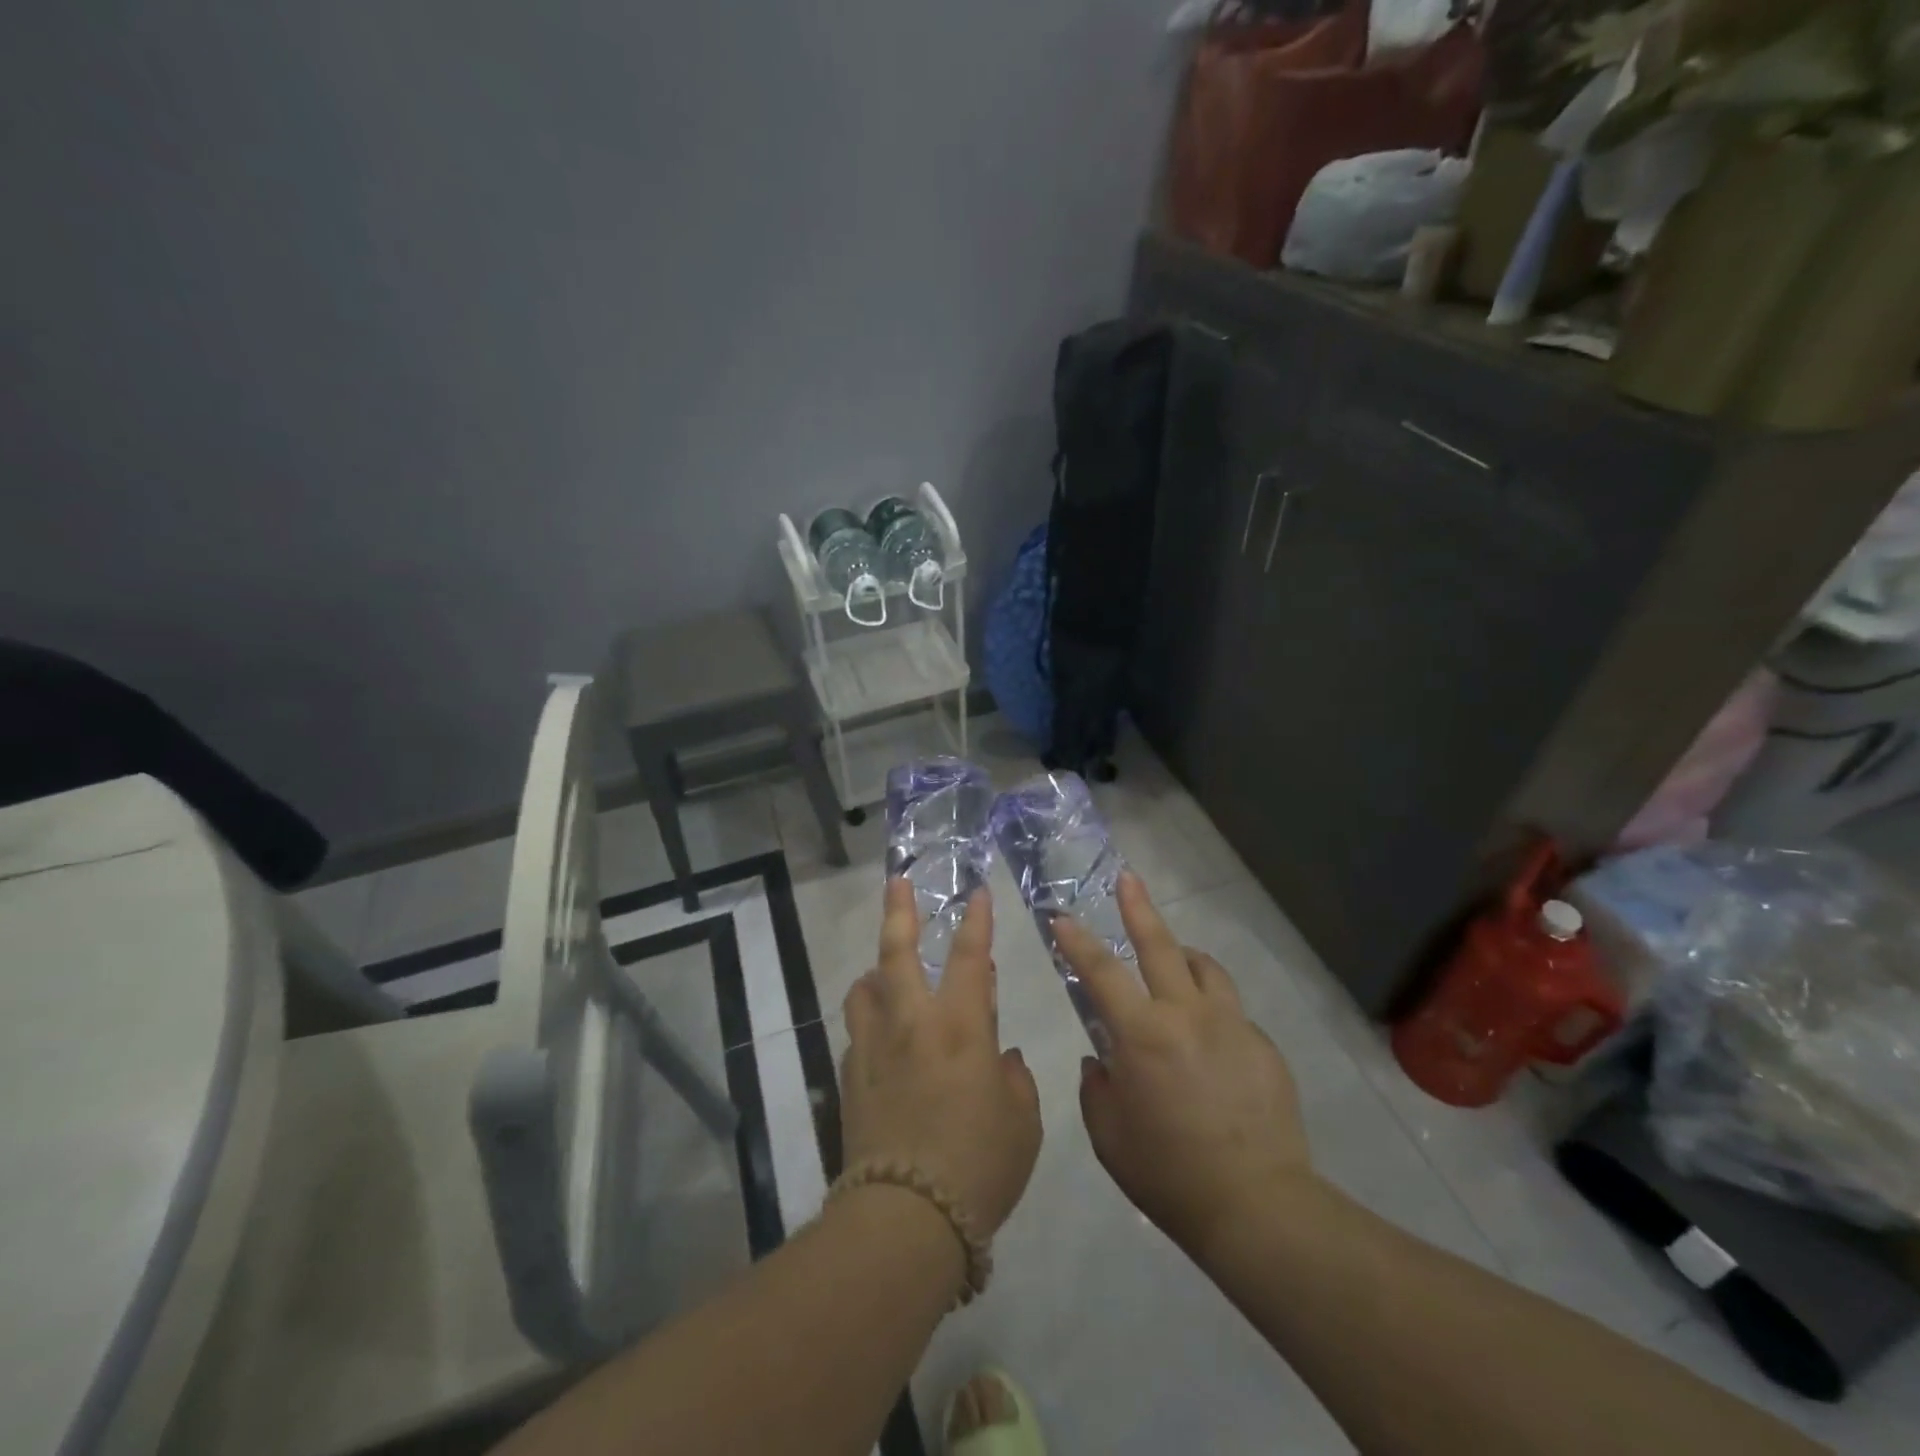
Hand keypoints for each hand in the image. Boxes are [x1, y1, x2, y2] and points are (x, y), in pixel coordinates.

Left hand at [840, 881, 1042, 1237]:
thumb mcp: (1022, 1123)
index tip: (976, 891)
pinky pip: (858, 1031)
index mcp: (961, 1026)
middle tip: (896, 882)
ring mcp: (874, 1047)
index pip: (971, 956)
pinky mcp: (850, 1077)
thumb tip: (999, 1057)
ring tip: (886, 975)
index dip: (977, 920)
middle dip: (899, 911)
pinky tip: (883, 1043)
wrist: (905, 1219)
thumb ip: (1014, 1079)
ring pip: (865, 987)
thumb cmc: (979, 1166)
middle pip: (897, 952)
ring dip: (876, 972)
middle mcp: (913, 1023)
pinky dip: (871, 1022)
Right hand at [1058, 873, 1313, 1257]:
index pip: (1101, 972)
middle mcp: (1188, 1015)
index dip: (1077, 941)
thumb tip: (1102, 1062)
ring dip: (1183, 957)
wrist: (1258, 1206)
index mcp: (1143, 1035)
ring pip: (1205, 968)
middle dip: (1138, 908)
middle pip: (1161, 945)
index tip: (1061, 918)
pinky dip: (1211, 1012)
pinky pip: (1230, 1013)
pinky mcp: (1262, 1046)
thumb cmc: (1168, 1174)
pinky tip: (1209, 1047)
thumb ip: (1097, 1088)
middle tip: (1128, 879)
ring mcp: (1231, 1026)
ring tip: (1174, 962)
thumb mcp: (1109, 1136)